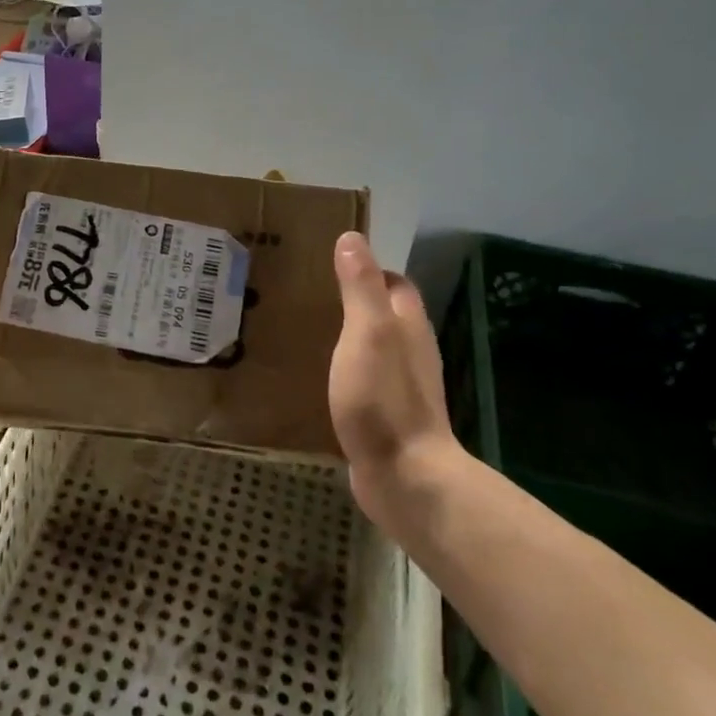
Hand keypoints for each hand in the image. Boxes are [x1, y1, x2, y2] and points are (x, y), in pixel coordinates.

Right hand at [328, 231, 464, 529]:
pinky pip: (364, 380)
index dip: (369, 268)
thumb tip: (352, 238)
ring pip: (374, 347)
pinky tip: (317, 376)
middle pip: (386, 314)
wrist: (405, 477)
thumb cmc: (384, 398)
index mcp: (408, 325)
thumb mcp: (368, 333)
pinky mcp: (385, 416)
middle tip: (308, 294)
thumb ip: (360, 287)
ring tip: (304, 329)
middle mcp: (410, 351)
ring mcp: (400, 386)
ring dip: (348, 335)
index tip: (330, 262)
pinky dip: (345, 369)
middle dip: (354, 299)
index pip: (394, 283)